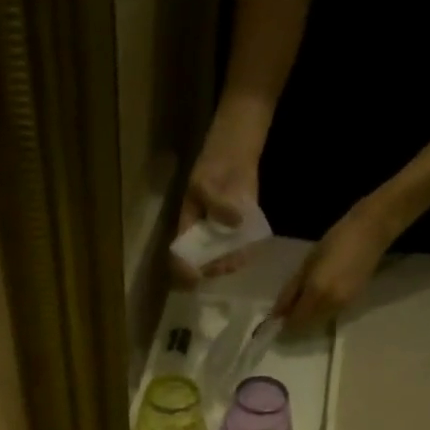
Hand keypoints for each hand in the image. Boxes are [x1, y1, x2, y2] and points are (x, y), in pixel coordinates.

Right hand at [173, 141, 261, 284]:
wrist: (234, 154)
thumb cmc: (213, 166)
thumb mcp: (206, 182)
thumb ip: (217, 204)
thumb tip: (236, 223)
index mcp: (189, 227)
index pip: (182, 255)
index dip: (186, 269)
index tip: (195, 276)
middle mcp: (204, 236)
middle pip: (205, 262)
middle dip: (213, 268)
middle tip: (224, 266)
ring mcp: (222, 235)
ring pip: (223, 259)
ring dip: (230, 263)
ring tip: (237, 260)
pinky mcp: (240, 230)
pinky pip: (241, 249)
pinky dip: (245, 253)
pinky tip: (247, 252)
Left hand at [274, 198, 396, 328]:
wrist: (370, 233)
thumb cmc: (335, 241)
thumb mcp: (307, 264)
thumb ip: (291, 291)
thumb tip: (277, 312)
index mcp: (316, 293)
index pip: (295, 321)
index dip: (283, 324)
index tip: (275, 319)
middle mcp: (330, 306)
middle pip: (306, 326)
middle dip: (295, 323)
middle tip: (286, 311)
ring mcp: (343, 307)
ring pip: (318, 323)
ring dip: (307, 319)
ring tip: (301, 303)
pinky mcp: (352, 305)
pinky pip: (330, 316)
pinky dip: (319, 313)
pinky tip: (318, 299)